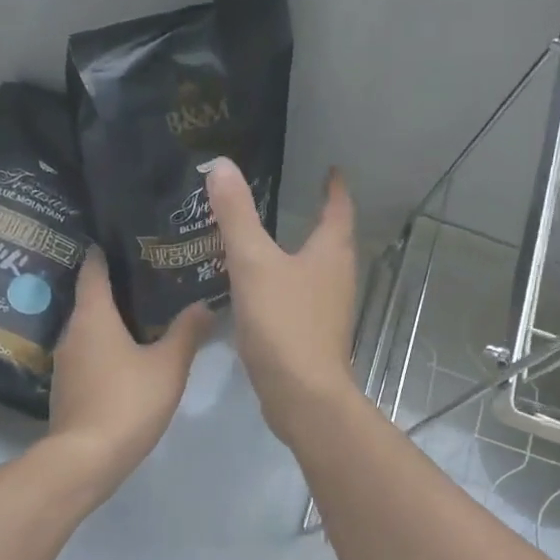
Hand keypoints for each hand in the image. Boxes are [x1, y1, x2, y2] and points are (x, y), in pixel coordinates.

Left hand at [44, 249, 210, 499]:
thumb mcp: (168, 366)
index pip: (93, 270)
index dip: (104, 252)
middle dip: (115, 288)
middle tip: (149, 278)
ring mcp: (65, 362)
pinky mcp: (66, 388)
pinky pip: (88, 355)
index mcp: (93, 316)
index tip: (121, 239)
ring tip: (143, 316)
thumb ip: (187, 332)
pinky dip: (105, 348)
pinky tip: (128, 356)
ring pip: (89, 330)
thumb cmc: (128, 401)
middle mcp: (72, 332)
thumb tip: (204, 304)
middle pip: (91, 299)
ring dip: (111, 322)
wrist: (86, 458)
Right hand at [203, 156, 358, 445]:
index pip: (338, 207)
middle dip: (315, 219)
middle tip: (288, 200)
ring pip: (315, 271)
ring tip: (268, 242)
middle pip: (331, 239)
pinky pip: (301, 298)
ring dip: (299, 254)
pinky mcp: (314, 335)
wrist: (301, 395)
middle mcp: (338, 276)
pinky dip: (286, 285)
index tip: (329, 170)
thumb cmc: (283, 323)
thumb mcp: (253, 263)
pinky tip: (260, 290)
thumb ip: (236, 215)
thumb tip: (222, 165)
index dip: (333, 187)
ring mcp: (329, 309)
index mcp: (331, 252)